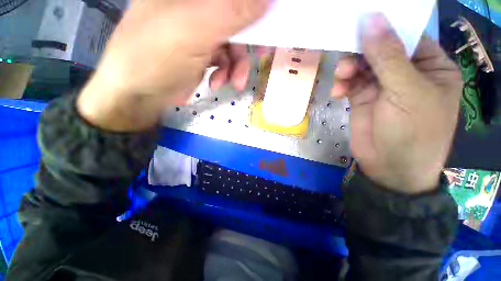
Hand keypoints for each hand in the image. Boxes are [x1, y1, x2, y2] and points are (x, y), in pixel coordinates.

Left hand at [78, 0, 270, 131]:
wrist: (137, 94)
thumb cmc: (156, 56)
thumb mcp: (195, 29)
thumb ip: (232, 11)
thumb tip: (268, 0)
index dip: (252, 7)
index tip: (267, 22)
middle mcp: (193, 6)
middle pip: (234, 17)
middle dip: (247, 42)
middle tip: (260, 56)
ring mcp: (197, 31)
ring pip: (231, 43)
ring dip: (235, 66)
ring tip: (233, 83)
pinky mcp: (199, 54)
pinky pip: (222, 60)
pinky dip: (224, 73)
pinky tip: (215, 84)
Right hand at [332, 14, 461, 193]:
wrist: (390, 167)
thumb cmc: (412, 132)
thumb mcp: (405, 91)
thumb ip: (387, 56)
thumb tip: (372, 20)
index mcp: (429, 66)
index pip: (406, 36)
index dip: (384, 28)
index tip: (360, 24)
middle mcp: (406, 73)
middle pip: (380, 50)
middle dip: (361, 53)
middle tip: (347, 61)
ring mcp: (383, 87)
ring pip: (361, 67)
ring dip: (348, 70)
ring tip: (341, 79)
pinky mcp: (363, 99)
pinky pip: (350, 83)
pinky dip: (343, 84)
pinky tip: (338, 92)